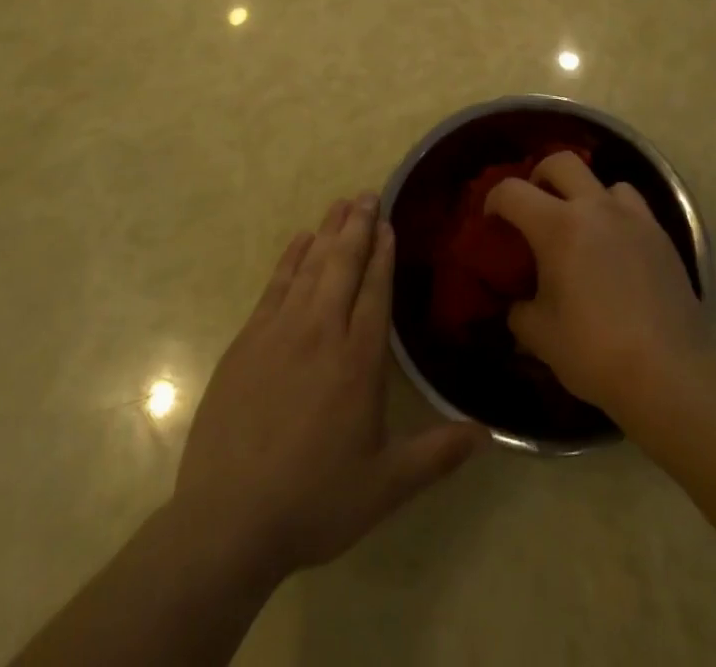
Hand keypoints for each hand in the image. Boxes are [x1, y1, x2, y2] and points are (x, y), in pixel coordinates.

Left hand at [174, 193, 485, 579]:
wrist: (227, 521)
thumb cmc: (313, 501)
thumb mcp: (385, 486)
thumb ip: (438, 455)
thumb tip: (488, 433)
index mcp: (358, 360)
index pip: (375, 290)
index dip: (384, 253)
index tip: (389, 222)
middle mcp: (321, 332)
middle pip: (343, 265)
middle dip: (358, 227)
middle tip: (368, 194)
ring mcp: (280, 332)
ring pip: (310, 267)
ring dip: (328, 232)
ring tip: (341, 204)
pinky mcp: (248, 341)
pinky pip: (275, 284)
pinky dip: (290, 257)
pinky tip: (299, 240)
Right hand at [485, 152, 708, 418]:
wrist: (669, 372)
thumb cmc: (594, 351)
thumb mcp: (539, 336)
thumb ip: (519, 311)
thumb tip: (518, 303)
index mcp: (558, 226)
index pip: (512, 191)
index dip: (494, 200)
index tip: (491, 221)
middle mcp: (595, 208)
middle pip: (561, 162)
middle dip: (540, 176)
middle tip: (535, 206)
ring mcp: (633, 218)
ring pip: (604, 182)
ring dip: (586, 195)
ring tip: (582, 227)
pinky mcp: (661, 236)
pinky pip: (633, 207)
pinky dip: (617, 216)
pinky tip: (615, 249)